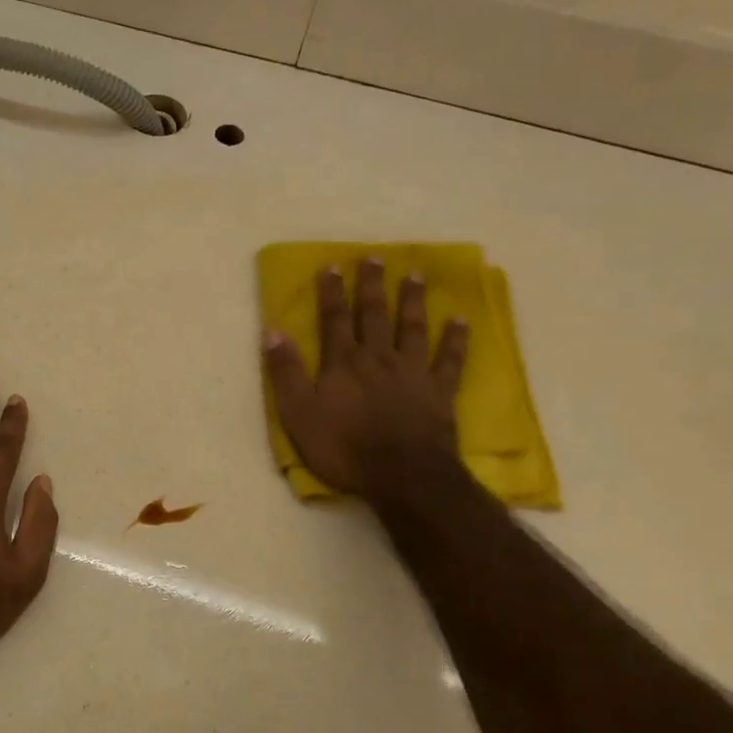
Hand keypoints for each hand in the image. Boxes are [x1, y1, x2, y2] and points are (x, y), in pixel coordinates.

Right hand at [263, 260, 468, 499]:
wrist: (401, 474)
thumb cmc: (343, 447)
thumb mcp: (298, 414)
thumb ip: (286, 372)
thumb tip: (272, 331)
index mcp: (342, 363)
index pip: (333, 320)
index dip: (331, 292)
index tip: (332, 265)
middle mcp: (378, 357)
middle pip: (374, 315)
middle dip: (371, 285)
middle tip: (375, 257)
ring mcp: (412, 372)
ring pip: (411, 328)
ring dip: (411, 300)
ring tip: (413, 275)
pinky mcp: (439, 391)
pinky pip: (450, 359)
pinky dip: (455, 339)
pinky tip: (459, 319)